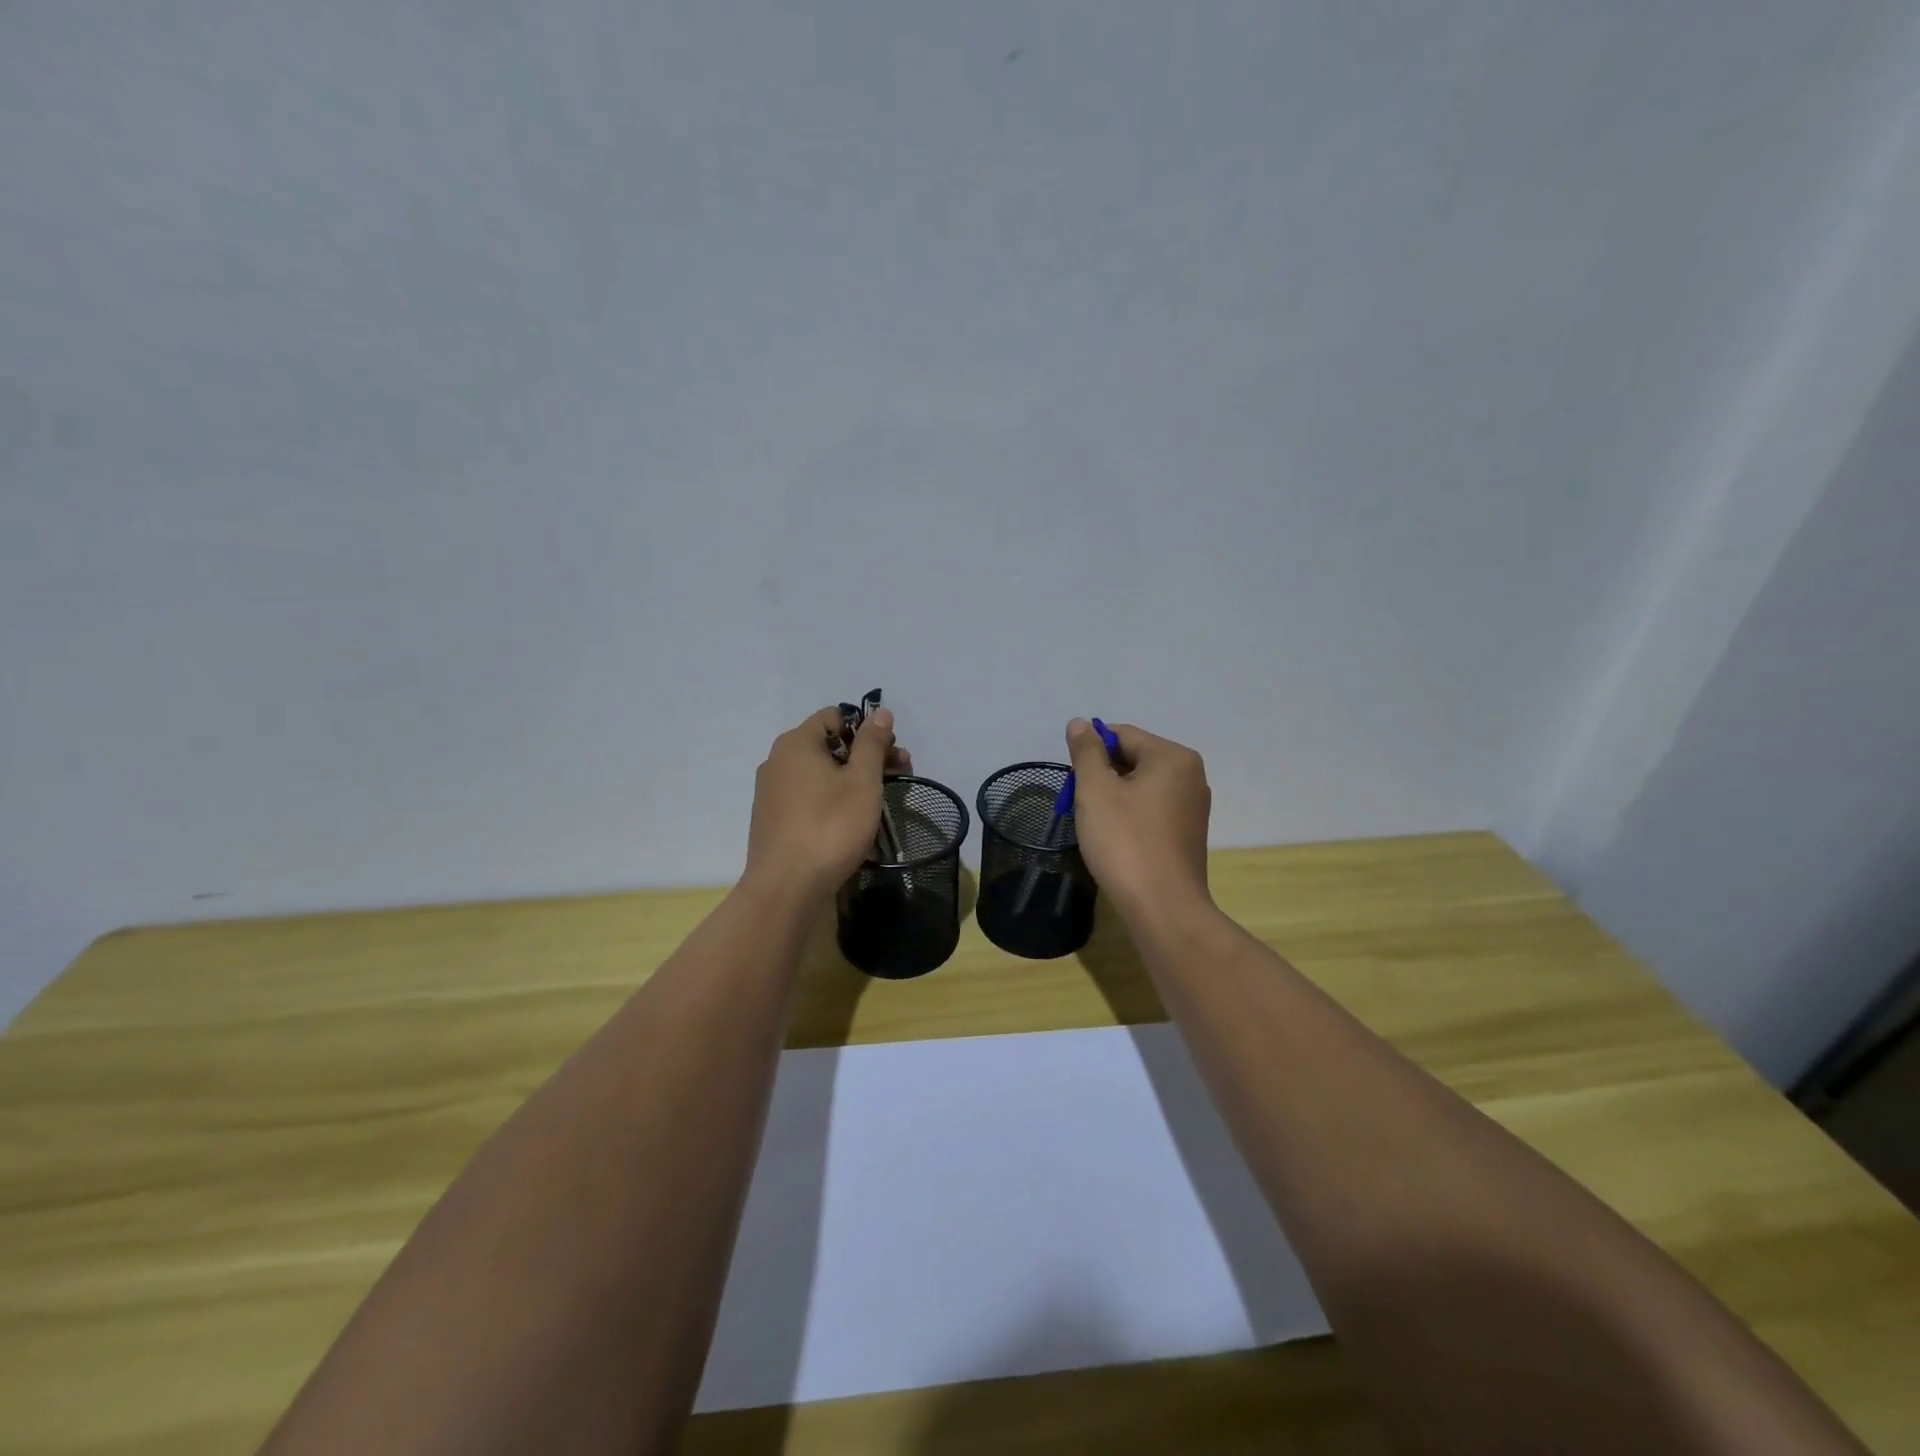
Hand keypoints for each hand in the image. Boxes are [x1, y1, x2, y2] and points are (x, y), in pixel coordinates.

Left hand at [744, 706, 912, 901]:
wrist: (786, 888)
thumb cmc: (830, 826)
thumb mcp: (862, 782)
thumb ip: (872, 743)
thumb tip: (880, 712)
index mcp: (796, 743)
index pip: (835, 716)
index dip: (867, 728)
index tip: (891, 752)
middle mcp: (778, 761)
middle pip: (829, 745)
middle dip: (866, 756)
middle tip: (900, 775)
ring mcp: (772, 792)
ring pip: (820, 774)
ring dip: (852, 781)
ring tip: (880, 804)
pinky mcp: (773, 820)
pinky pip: (809, 798)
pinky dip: (833, 801)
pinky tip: (853, 824)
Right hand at [1065, 718, 1212, 920]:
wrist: (1163, 907)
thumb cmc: (1126, 842)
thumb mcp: (1096, 791)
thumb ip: (1086, 752)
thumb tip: (1080, 723)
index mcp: (1173, 757)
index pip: (1122, 734)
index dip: (1090, 751)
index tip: (1072, 780)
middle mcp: (1190, 774)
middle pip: (1134, 758)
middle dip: (1102, 775)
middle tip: (1079, 803)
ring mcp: (1193, 805)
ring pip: (1142, 785)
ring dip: (1114, 796)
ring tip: (1096, 822)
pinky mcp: (1188, 832)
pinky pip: (1152, 808)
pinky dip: (1130, 814)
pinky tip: (1116, 837)